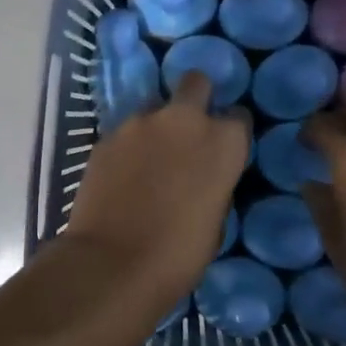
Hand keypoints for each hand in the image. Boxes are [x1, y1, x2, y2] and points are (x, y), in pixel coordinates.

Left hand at [60, 72, 249, 315]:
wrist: (113, 263)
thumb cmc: (179, 253)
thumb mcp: (216, 220)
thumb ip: (215, 183)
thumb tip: (205, 176)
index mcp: (222, 141)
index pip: (239, 117)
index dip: (231, 131)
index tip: (225, 148)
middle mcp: (183, 119)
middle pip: (196, 82)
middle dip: (197, 98)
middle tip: (189, 129)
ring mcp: (139, 123)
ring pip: (154, 107)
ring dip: (157, 126)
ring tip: (149, 159)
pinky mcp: (106, 136)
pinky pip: (125, 132)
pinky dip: (128, 146)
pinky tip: (123, 174)